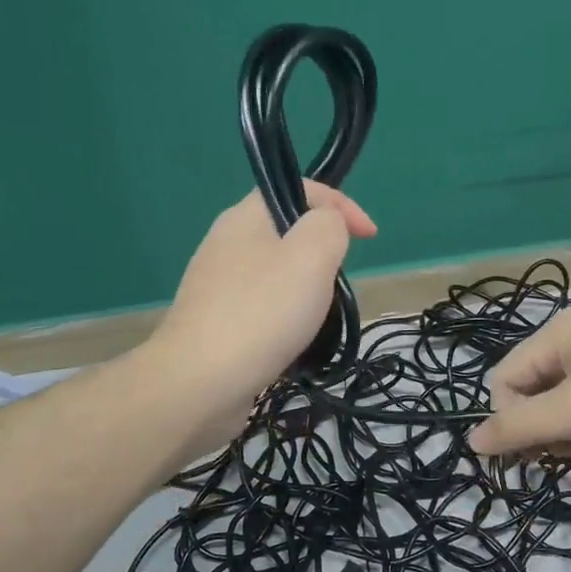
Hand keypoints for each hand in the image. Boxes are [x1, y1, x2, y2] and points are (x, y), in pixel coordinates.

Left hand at [147, 184, 375, 451]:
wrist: (200, 383)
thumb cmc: (263, 312)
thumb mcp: (312, 254)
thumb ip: (329, 225)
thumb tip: (328, 225)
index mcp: (246, 217)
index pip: (301, 188)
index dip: (342, 205)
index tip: (370, 237)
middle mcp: (226, 243)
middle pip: (289, 233)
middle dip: (325, 254)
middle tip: (340, 284)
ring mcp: (218, 286)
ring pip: (278, 274)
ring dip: (308, 291)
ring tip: (320, 320)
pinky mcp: (216, 324)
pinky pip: (264, 308)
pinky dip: (287, 320)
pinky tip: (294, 344)